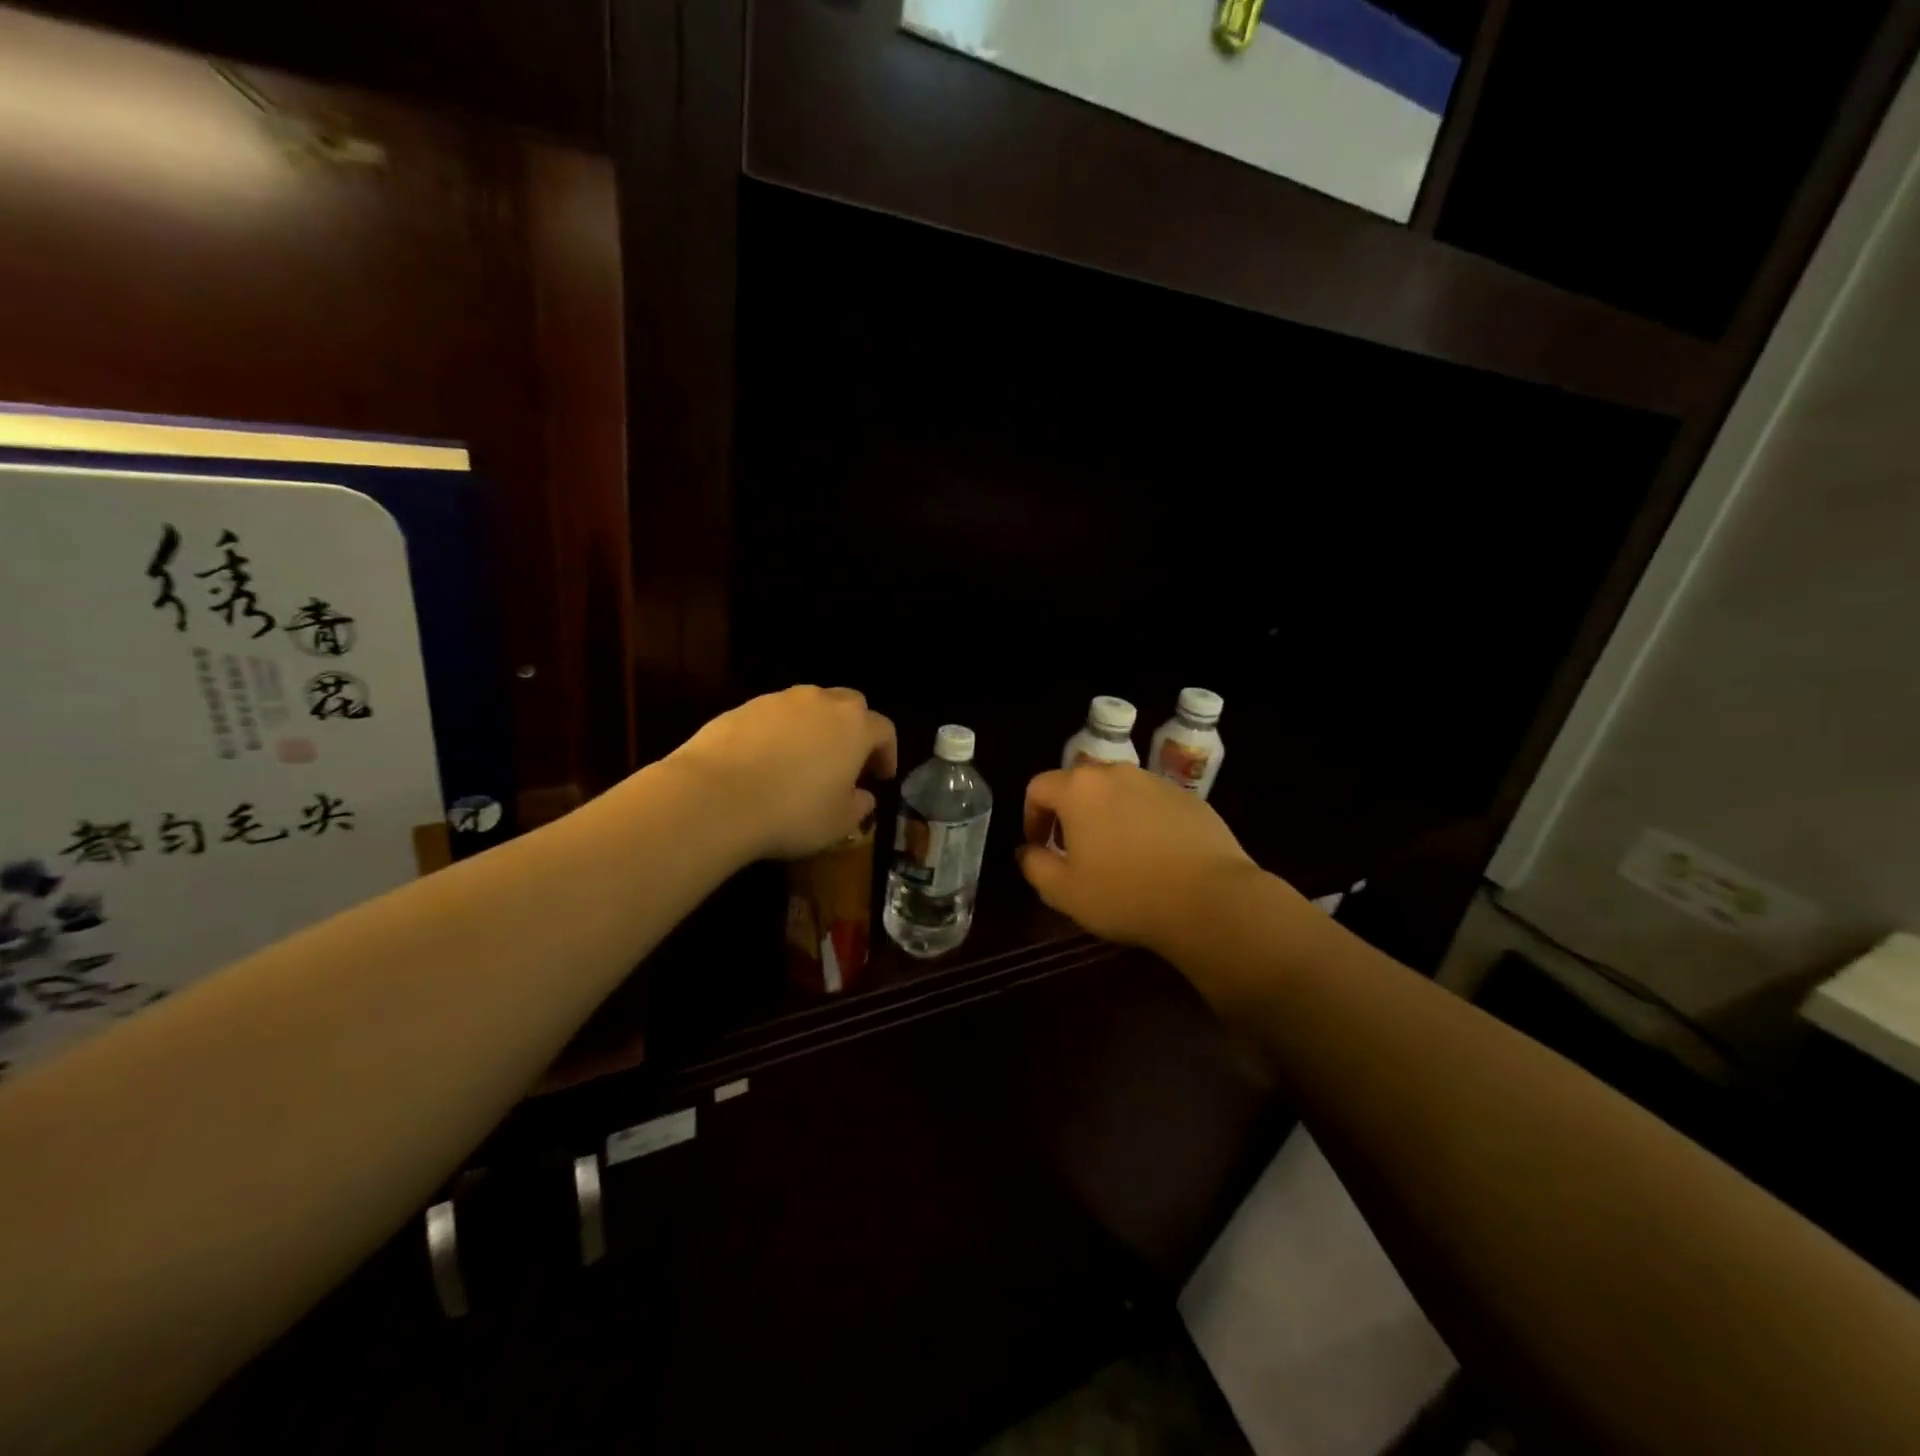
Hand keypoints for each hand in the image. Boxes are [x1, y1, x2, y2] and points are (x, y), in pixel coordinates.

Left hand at [668, 686, 896, 861]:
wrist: (715, 798)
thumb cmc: (792, 812)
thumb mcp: (838, 823)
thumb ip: (859, 807)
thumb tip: (863, 797)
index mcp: (854, 726)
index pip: (884, 729)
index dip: (887, 753)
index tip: (881, 777)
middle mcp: (821, 702)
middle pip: (849, 704)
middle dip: (853, 729)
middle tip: (847, 761)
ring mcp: (778, 701)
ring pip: (808, 707)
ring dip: (814, 728)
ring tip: (804, 761)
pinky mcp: (742, 708)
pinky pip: (772, 717)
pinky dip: (778, 733)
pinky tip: (765, 763)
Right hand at [1016, 764, 1260, 957]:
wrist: (1210, 900)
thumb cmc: (1125, 894)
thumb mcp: (1063, 891)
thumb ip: (1034, 865)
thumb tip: (1028, 851)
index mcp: (1079, 788)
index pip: (1039, 787)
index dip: (1031, 816)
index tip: (1039, 847)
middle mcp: (1116, 773)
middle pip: (1079, 785)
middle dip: (1069, 814)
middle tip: (1074, 850)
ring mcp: (1156, 782)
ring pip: (1117, 792)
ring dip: (1106, 815)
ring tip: (1116, 854)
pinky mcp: (1189, 797)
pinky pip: (1151, 804)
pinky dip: (1141, 821)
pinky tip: (1153, 856)